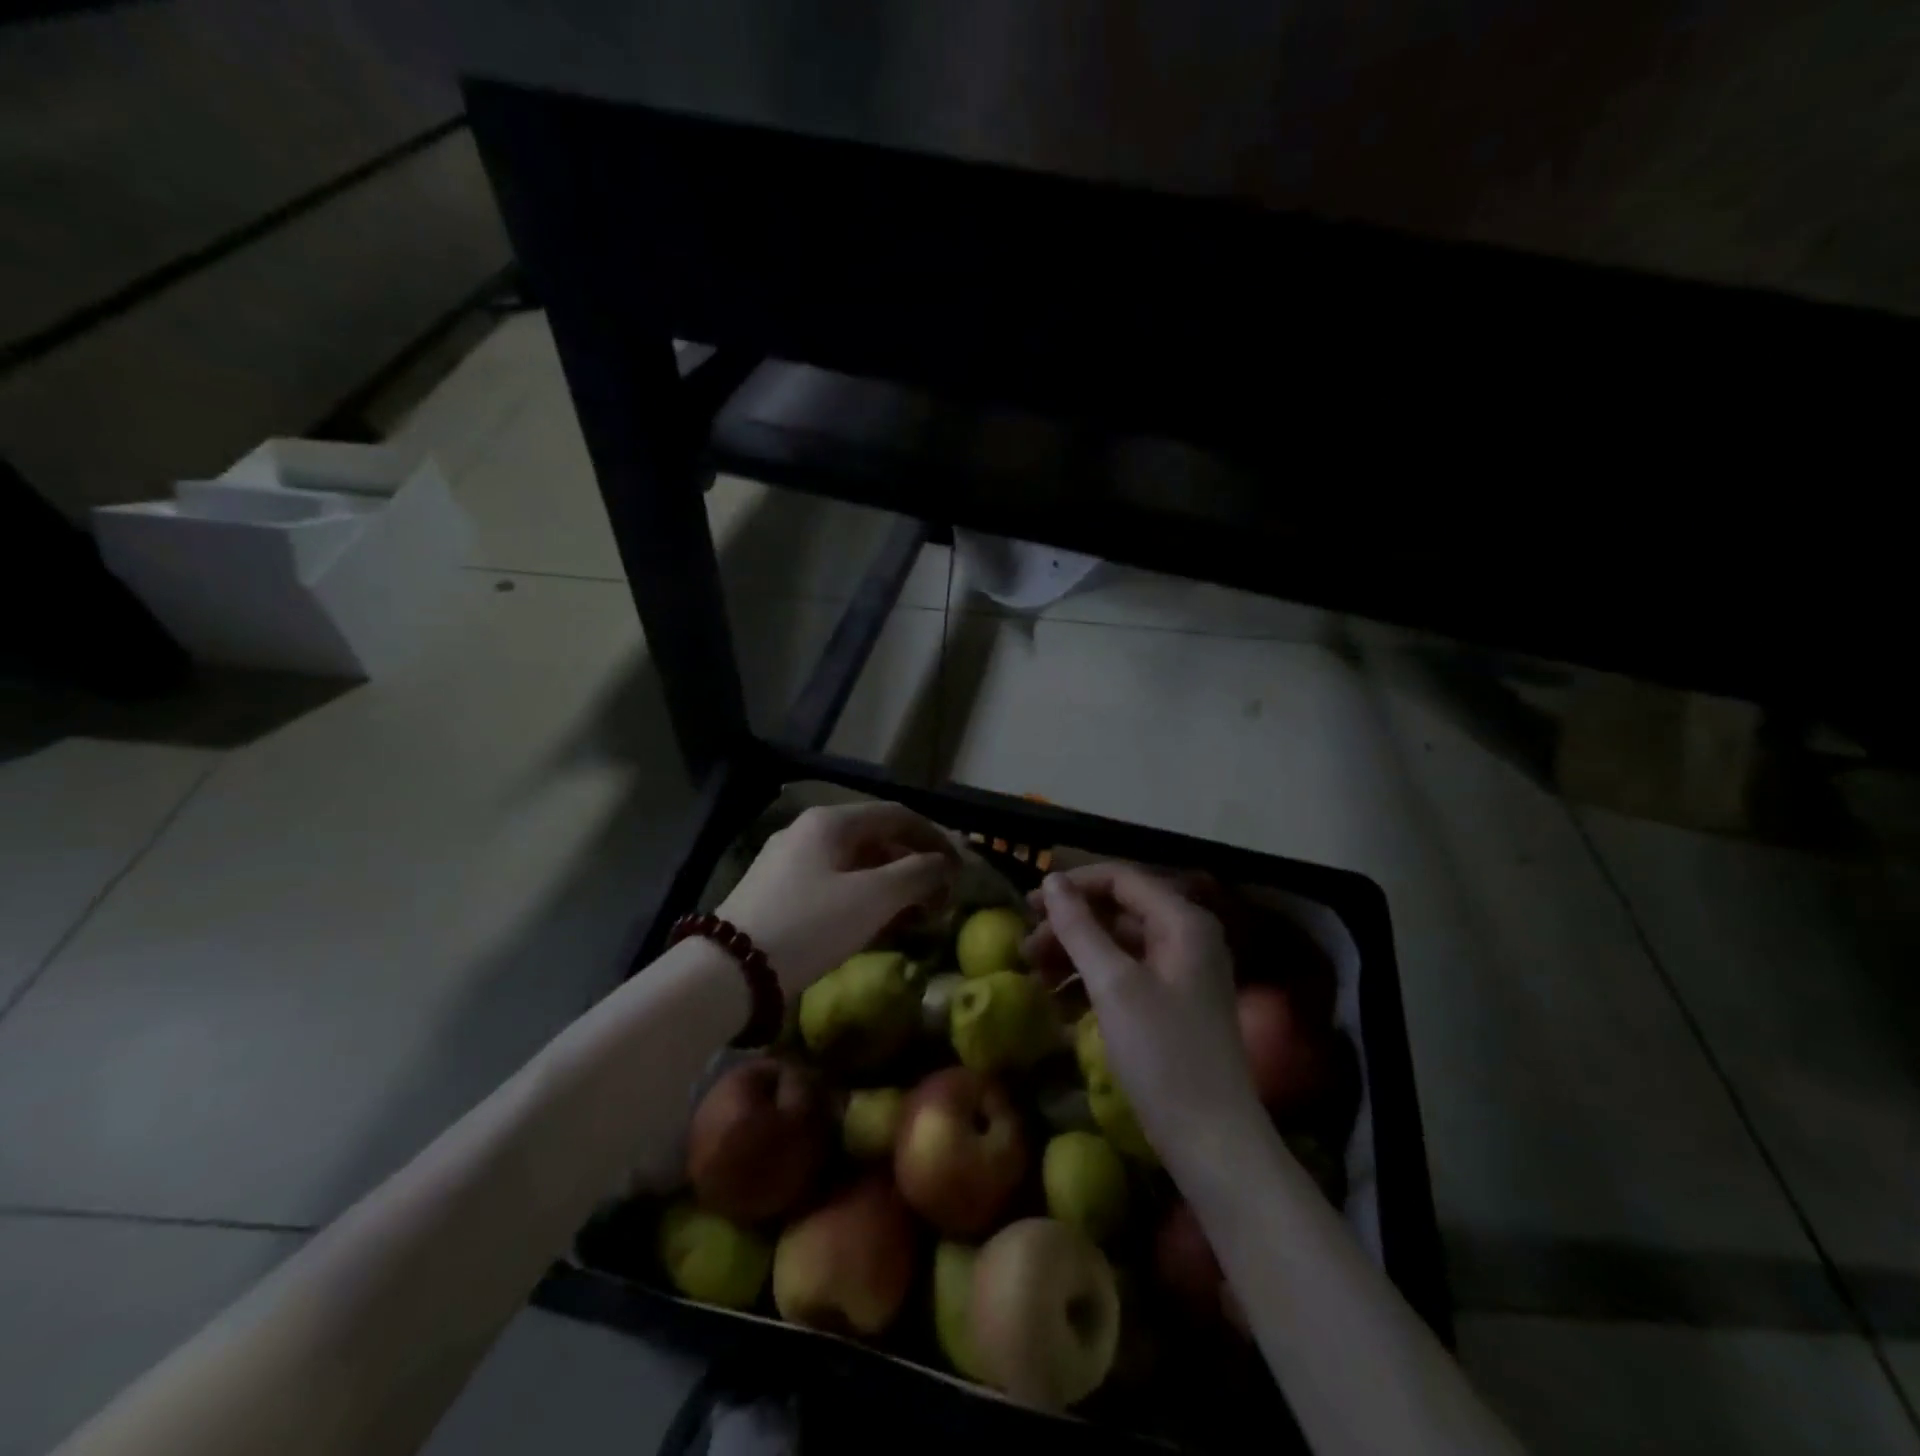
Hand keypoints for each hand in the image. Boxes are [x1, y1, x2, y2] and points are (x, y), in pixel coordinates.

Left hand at [718, 802, 958, 992]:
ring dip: (891, 884)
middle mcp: (808, 832)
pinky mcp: (777, 892)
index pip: (897, 815)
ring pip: (855, 864)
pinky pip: (833, 884)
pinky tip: (875, 925)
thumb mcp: (872, 899)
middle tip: (939, 897)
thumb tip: (943, 864)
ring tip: (914, 915)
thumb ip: (916, 875)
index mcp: (830, 822)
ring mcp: (789, 862)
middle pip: (876, 838)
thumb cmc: (809, 925)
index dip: (935, 837)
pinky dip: (863, 898)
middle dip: (913, 865)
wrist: (729, 972)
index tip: (959, 868)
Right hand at [1034, 864, 1260, 1155]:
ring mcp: (1182, 972)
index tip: (1027, 905)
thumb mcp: (1113, 985)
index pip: (1121, 879)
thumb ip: (1080, 927)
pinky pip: (1126, 975)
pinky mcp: (1173, 1004)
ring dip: (1075, 954)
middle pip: (1118, 911)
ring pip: (1118, 944)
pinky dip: (1092, 982)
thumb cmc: (1162, 1055)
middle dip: (1069, 925)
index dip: (1073, 886)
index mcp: (1182, 921)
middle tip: (1025, 948)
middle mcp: (1187, 937)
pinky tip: (1059, 1003)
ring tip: (1034, 976)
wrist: (1212, 1143)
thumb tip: (1051, 880)